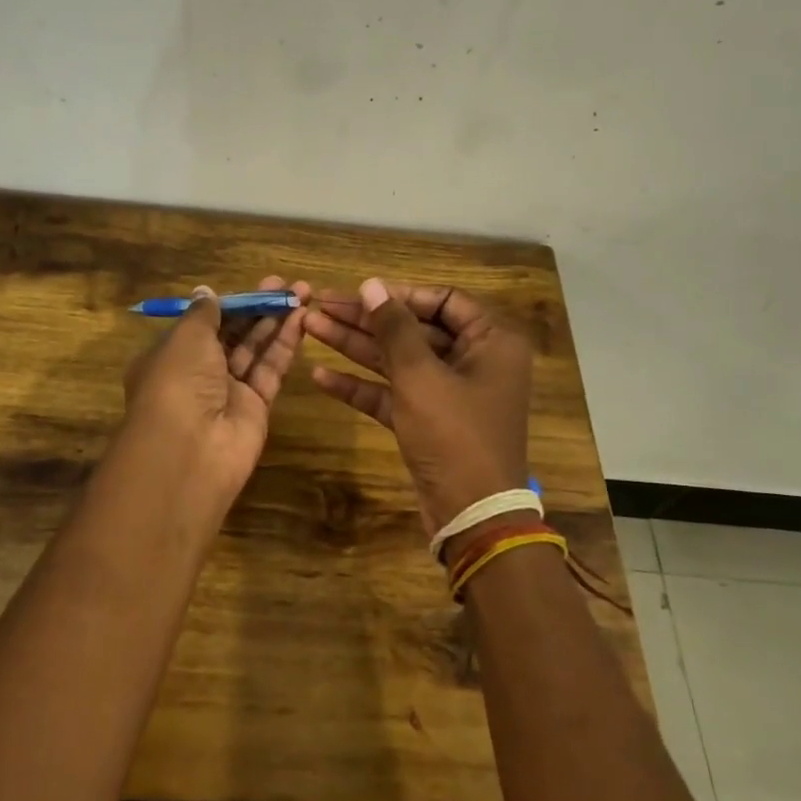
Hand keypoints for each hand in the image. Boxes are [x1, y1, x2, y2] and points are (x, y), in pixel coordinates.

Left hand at [120, 275, 309, 511]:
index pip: (202, 325)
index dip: (229, 304)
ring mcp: (227, 393)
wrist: (190, 450)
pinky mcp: (255, 408)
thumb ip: (203, 314)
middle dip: (257, 308)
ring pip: (254, 350)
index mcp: (170, 356)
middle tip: (286, 285)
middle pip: (232, 335)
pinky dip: (285, 345)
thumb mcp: (186, 337)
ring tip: (303, 292)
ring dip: (276, 321)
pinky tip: (302, 319)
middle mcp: (197, 374)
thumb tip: (205, 292)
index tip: (254, 286)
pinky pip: (270, 370)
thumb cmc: (178, 382)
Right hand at [304, 279, 531, 533]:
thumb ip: (394, 328)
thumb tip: (371, 285)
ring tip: (310, 328)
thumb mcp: (421, 376)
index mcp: (491, 341)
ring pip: (398, 360)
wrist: (471, 515)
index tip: (358, 293)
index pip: (443, 300)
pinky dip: (362, 385)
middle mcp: (474, 361)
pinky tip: (321, 376)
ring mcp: (449, 393)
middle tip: (319, 306)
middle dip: (366, 319)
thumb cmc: (455, 435)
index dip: (399, 295)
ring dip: (356, 346)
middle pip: (414, 329)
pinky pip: (393, 393)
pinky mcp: (428, 421)